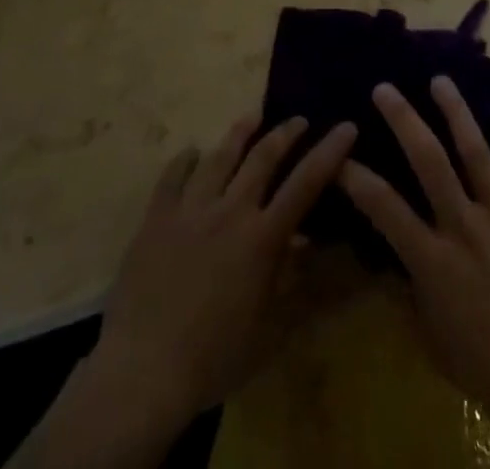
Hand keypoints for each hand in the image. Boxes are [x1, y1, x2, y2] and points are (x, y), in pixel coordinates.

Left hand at [16, 116, 356, 468]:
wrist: (143, 371)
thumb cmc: (214, 357)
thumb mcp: (269, 328)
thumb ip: (294, 281)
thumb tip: (313, 243)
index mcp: (261, 238)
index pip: (305, 184)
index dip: (329, 152)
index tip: (346, 126)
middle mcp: (230, 211)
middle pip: (263, 157)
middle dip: (285, 132)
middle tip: (299, 119)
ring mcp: (190, 209)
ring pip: (219, 156)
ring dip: (240, 133)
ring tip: (252, 117)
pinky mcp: (156, 218)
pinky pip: (172, 176)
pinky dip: (186, 160)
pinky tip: (192, 153)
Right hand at [342, 83, 489, 467]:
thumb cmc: (486, 364)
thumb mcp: (431, 336)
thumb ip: (408, 288)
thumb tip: (385, 254)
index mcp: (433, 260)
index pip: (384, 207)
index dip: (356, 178)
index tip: (337, 153)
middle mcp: (464, 227)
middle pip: (430, 161)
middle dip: (404, 120)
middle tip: (384, 88)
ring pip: (475, 151)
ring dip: (455, 111)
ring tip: (440, 80)